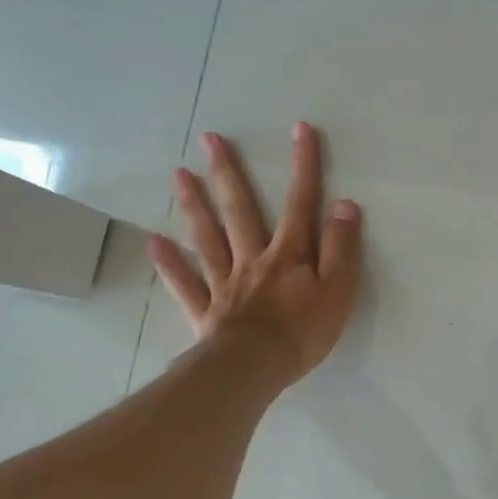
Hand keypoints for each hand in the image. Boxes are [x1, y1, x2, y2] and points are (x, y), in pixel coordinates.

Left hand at [147, 122, 361, 389]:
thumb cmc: (302, 332)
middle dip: (228, 173)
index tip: (299, 129)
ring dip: (193, 205)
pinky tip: (153, 241)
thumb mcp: (338, 289)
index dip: (303, 165)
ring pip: (207, 237)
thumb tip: (344, 204)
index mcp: (289, 254)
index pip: (300, 203)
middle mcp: (253, 259)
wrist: (253, 369)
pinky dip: (169, 263)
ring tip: (178, 173)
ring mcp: (225, 283)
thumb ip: (341, 247)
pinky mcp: (206, 310)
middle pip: (240, 210)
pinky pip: (185, 283)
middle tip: (209, 139)